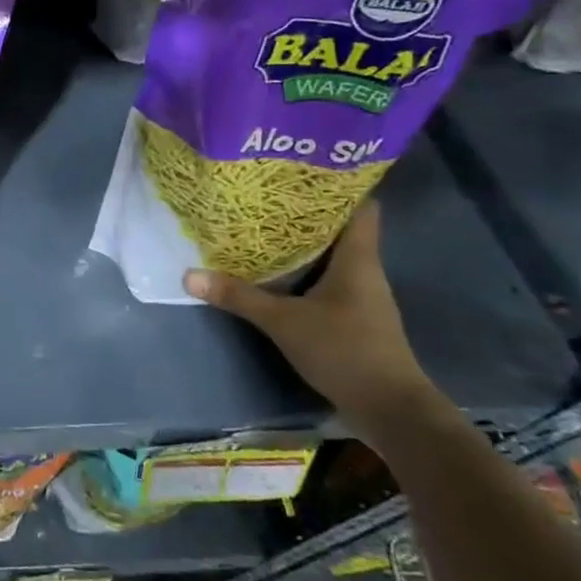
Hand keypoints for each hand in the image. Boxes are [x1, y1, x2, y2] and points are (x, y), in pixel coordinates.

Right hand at [183, 203, 442, 442]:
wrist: (391, 408)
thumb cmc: (345, 350)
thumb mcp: (283, 322)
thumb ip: (238, 297)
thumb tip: (189, 274)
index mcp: (357, 260)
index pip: (361, 208)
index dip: (339, 186)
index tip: (303, 172)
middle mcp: (364, 271)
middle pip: (340, 229)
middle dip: (305, 213)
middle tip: (264, 196)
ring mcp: (361, 297)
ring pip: (332, 257)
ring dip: (303, 244)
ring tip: (261, 228)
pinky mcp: (353, 318)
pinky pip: (327, 281)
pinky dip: (304, 273)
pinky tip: (276, 274)